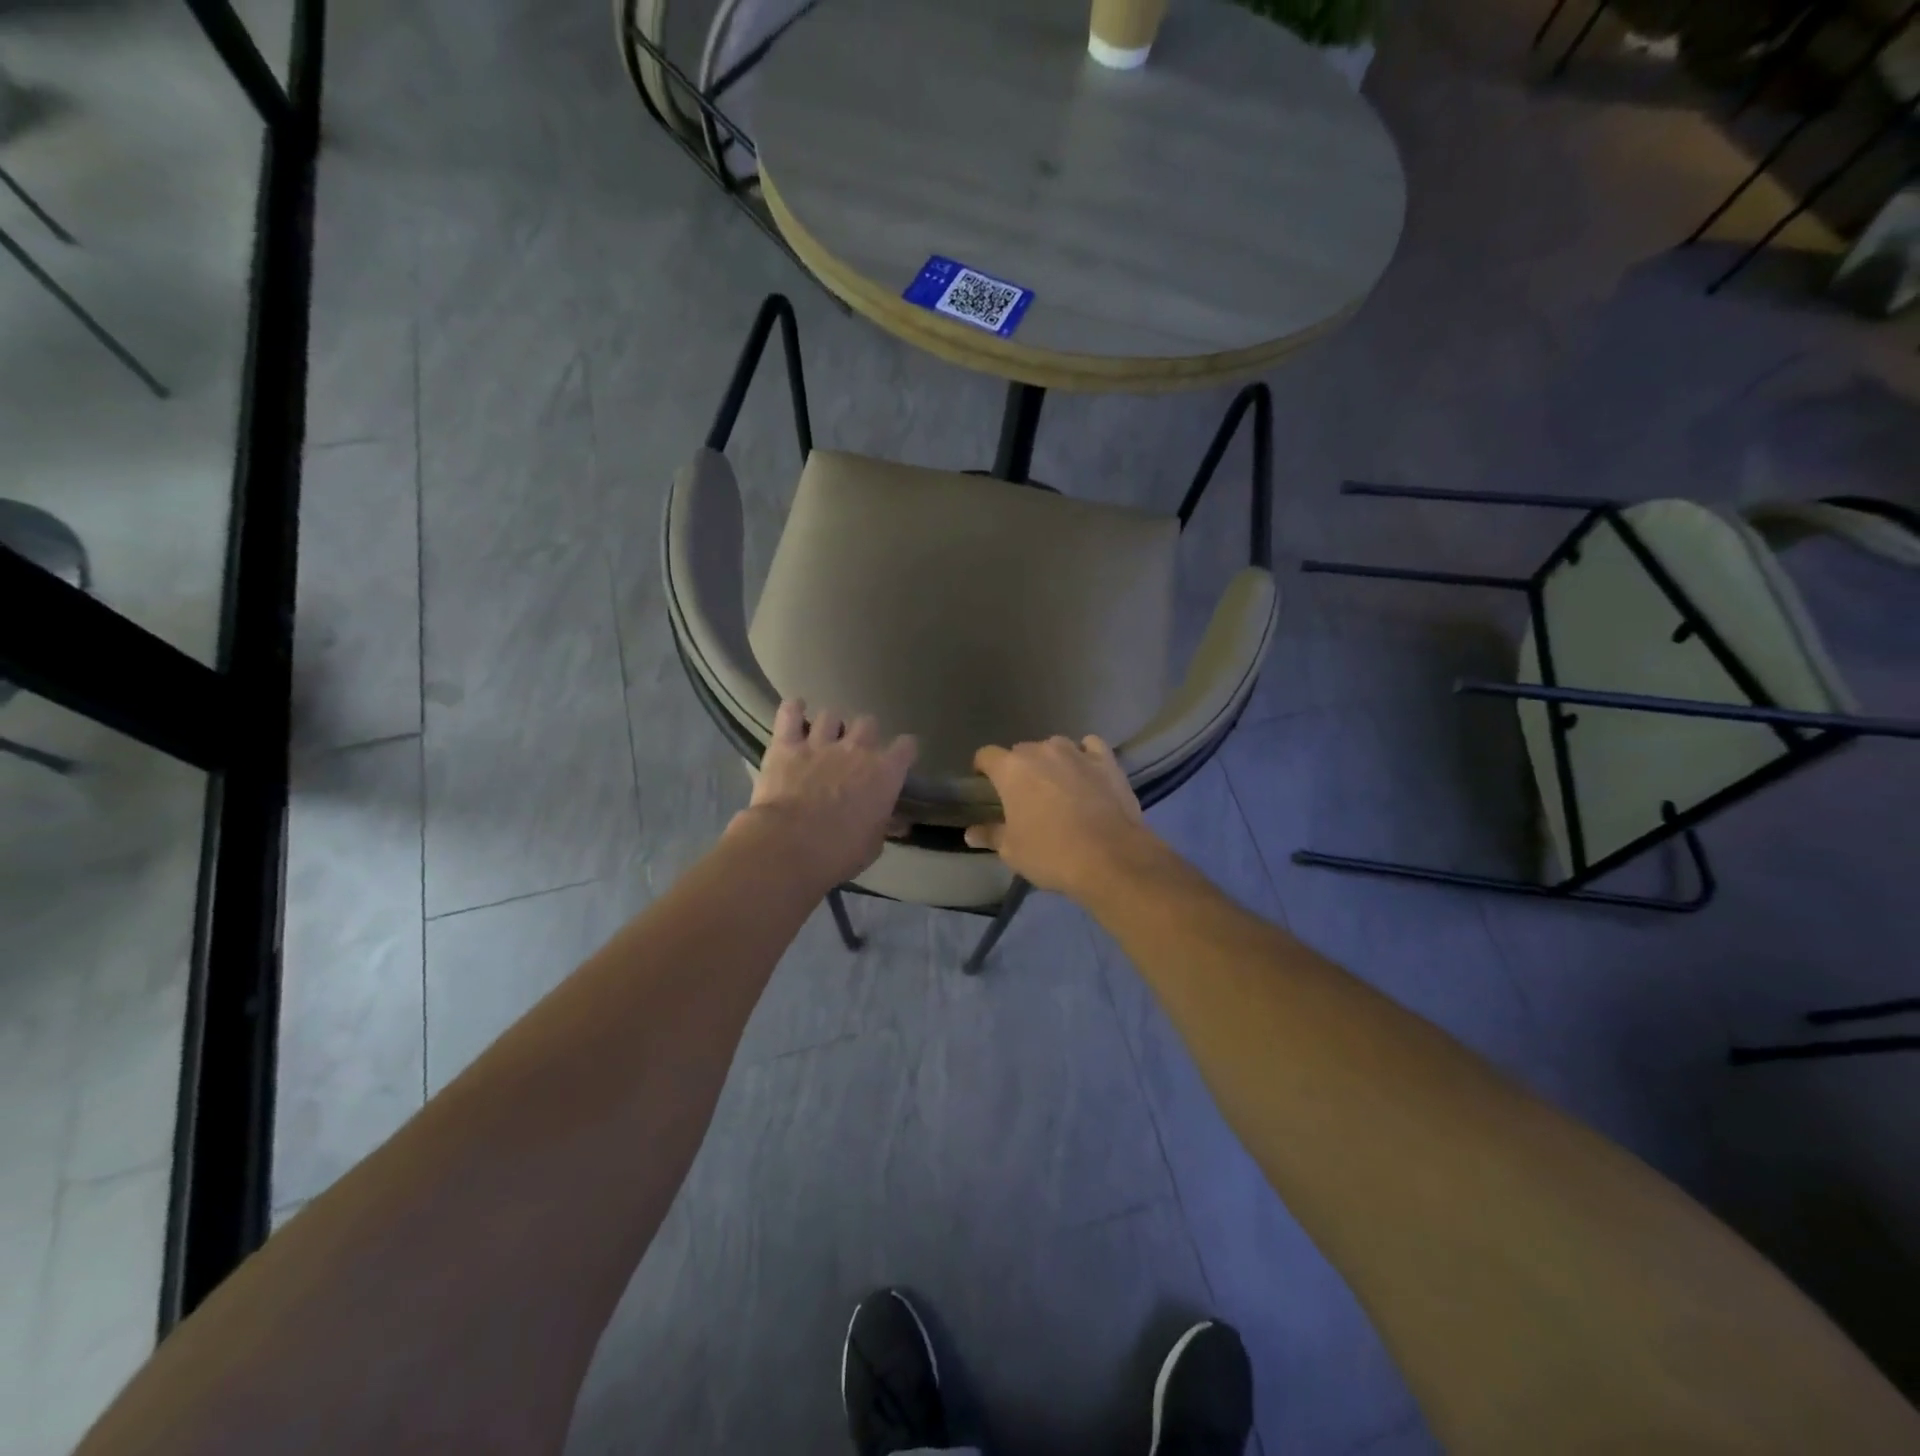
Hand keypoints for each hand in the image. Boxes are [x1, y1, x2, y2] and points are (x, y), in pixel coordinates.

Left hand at [731, 700, 917, 889]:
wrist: (790, 846)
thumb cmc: (839, 852)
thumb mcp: (873, 845)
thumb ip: (883, 825)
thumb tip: (896, 822)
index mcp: (885, 773)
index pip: (907, 746)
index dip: (903, 752)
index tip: (898, 760)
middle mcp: (857, 749)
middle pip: (868, 723)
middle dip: (864, 735)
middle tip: (855, 753)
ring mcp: (820, 743)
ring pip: (831, 715)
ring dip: (830, 726)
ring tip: (823, 738)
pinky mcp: (786, 744)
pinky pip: (790, 713)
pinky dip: (793, 710)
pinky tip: (795, 711)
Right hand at [965, 736, 1158, 900]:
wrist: (1111, 858)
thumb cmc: (1051, 854)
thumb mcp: (1012, 851)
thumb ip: (991, 835)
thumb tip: (970, 833)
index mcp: (1011, 769)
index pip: (987, 755)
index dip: (983, 768)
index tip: (984, 783)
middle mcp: (1041, 751)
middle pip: (1021, 751)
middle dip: (1019, 769)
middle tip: (1024, 795)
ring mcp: (1076, 752)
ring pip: (1055, 747)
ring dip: (1051, 761)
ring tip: (1057, 784)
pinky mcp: (1106, 760)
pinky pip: (1090, 746)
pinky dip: (1085, 754)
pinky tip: (1086, 770)